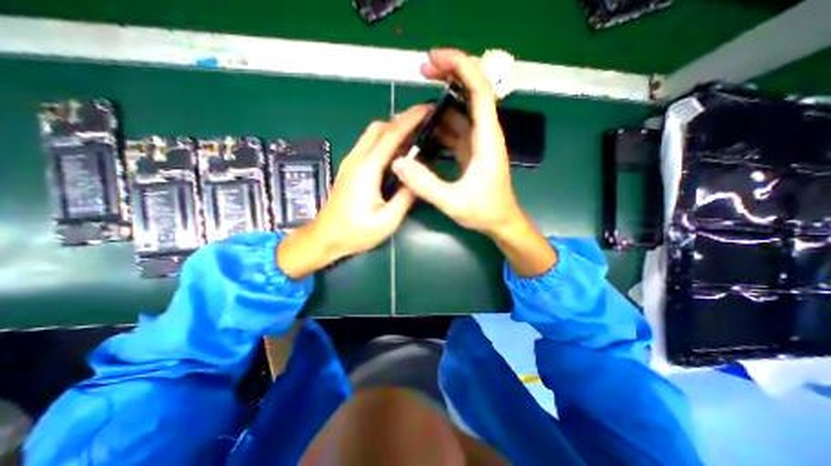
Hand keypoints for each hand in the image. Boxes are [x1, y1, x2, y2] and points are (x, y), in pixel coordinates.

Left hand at [278, 105, 435, 280]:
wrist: (325, 237)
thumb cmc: (355, 233)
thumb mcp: (387, 221)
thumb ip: (405, 198)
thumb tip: (417, 179)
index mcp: (367, 170)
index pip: (391, 136)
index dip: (410, 120)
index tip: (427, 109)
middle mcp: (356, 160)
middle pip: (378, 128)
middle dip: (401, 120)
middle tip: (423, 123)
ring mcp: (350, 162)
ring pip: (371, 134)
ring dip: (392, 129)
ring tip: (413, 135)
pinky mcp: (349, 168)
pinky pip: (367, 145)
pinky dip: (383, 140)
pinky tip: (396, 152)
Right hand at [392, 49, 557, 276]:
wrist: (500, 222)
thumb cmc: (484, 212)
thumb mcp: (453, 202)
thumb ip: (425, 184)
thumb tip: (398, 163)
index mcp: (486, 139)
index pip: (479, 91)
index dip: (460, 67)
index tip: (434, 59)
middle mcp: (484, 135)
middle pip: (470, 92)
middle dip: (449, 75)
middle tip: (422, 70)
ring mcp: (477, 143)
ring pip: (460, 112)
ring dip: (440, 102)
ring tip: (416, 102)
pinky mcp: (470, 152)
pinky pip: (454, 131)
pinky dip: (439, 125)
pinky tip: (423, 129)